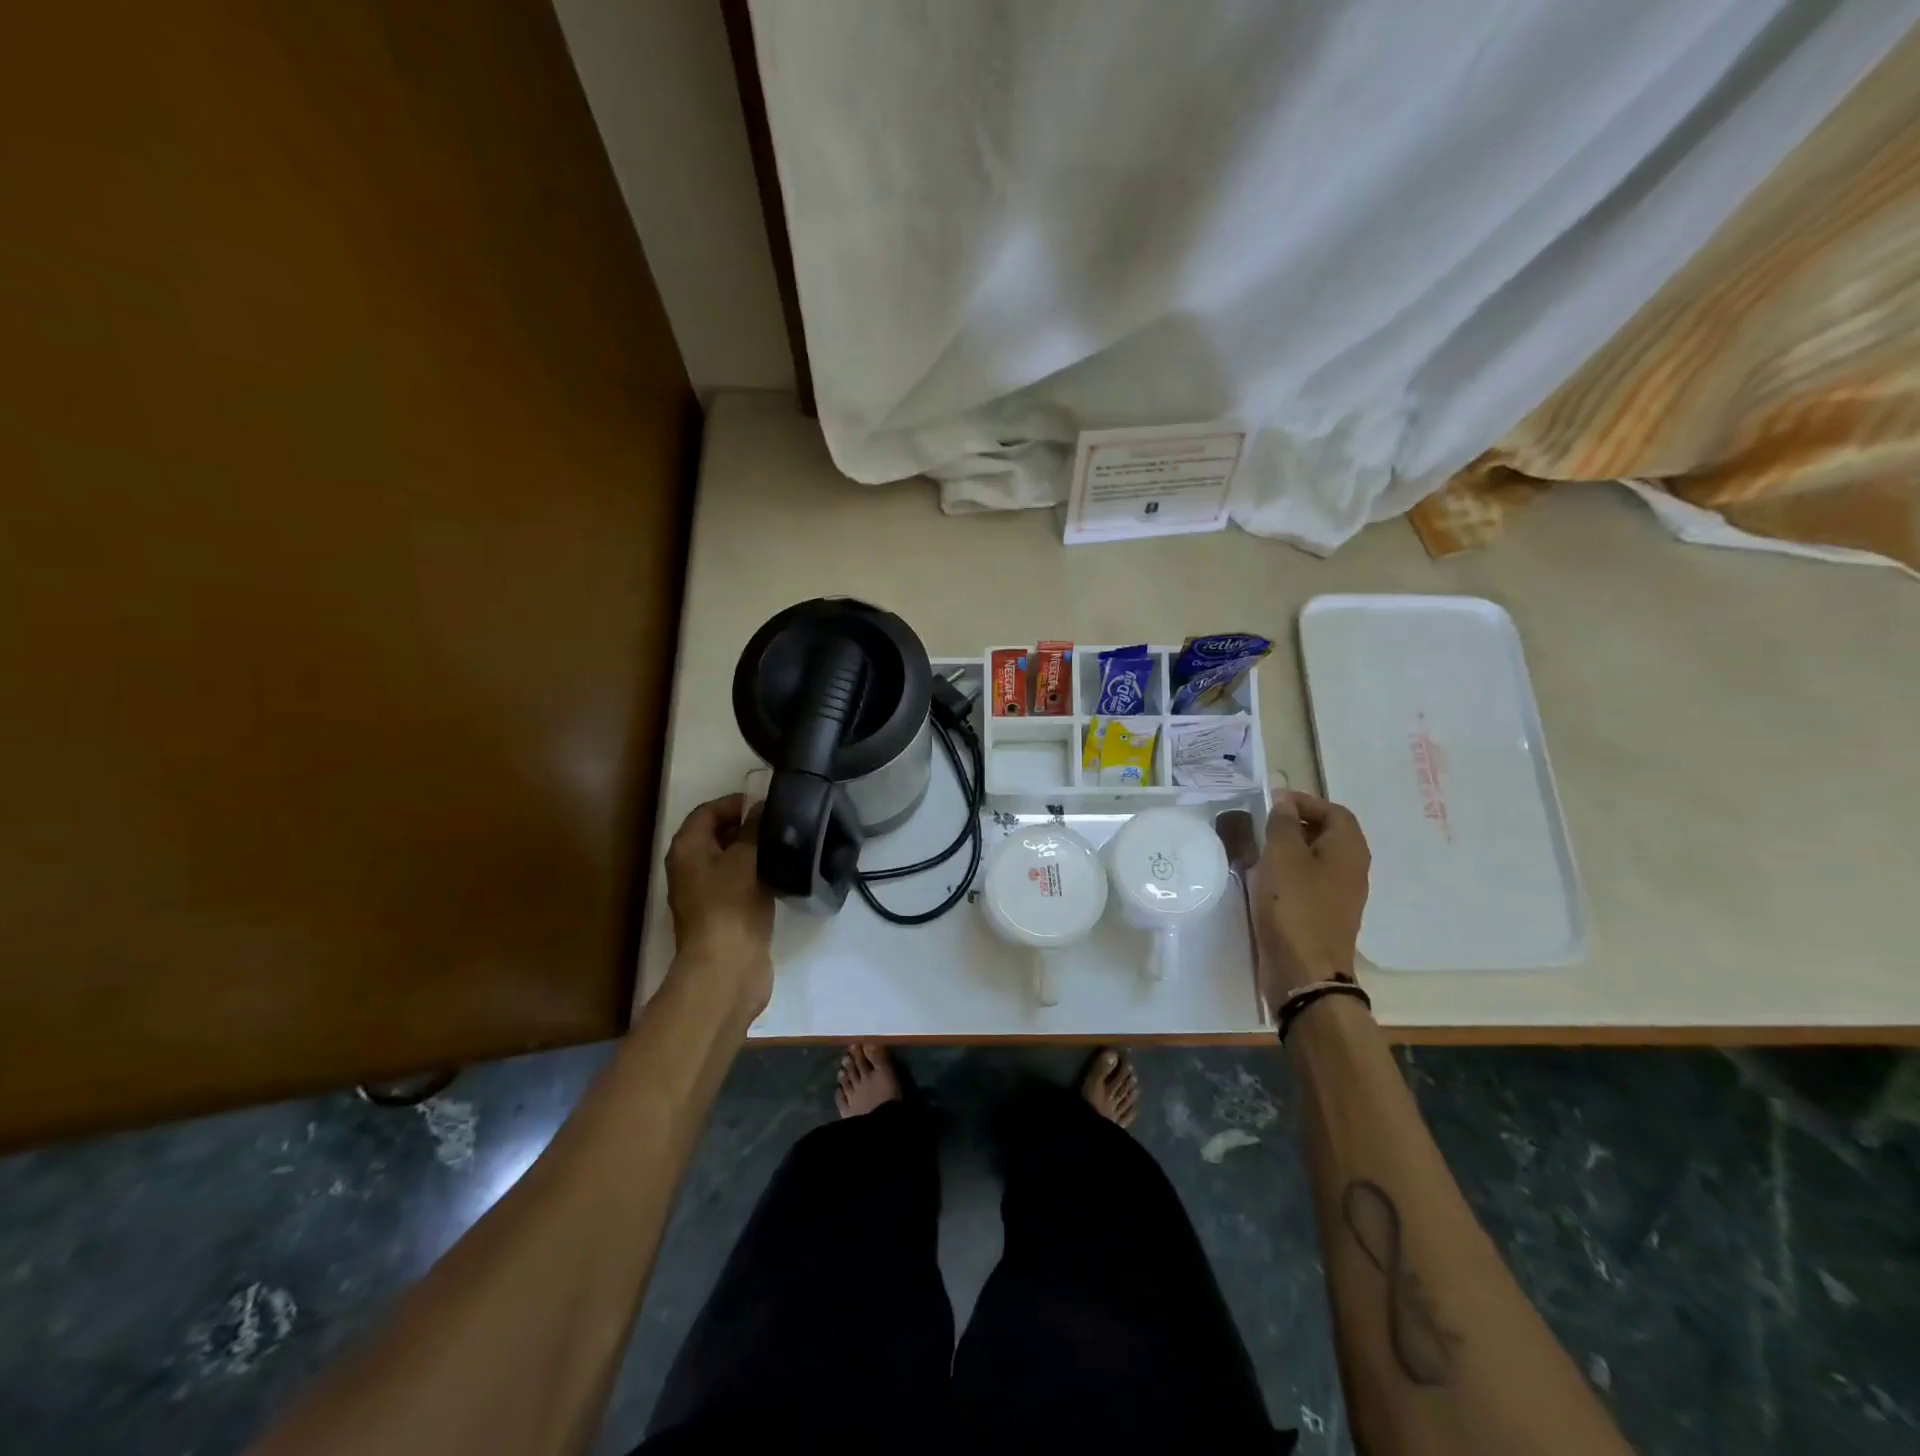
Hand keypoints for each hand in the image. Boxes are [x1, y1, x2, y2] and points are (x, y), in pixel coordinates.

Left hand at [665, 794, 774, 1023]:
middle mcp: (690, 868)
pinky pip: (740, 884)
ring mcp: (706, 894)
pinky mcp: (724, 914)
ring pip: (731, 861)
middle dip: (747, 826)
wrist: (727, 966)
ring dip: (754, 852)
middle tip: (781, 823)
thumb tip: (760, 807)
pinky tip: (782, 874)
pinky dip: (757, 876)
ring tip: (786, 845)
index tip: (768, 803)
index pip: (708, 811)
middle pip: (717, 835)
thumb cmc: (731, 904)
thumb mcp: (746, 857)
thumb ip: (753, 828)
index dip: (736, 803)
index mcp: (687, 849)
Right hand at [1252, 790, 1370, 1005]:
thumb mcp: (1282, 857)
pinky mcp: (1324, 916)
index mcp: (1349, 850)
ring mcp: (1340, 896)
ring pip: (1316, 860)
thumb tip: (1285, 802)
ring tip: (1257, 851)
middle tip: (1262, 825)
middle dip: (1296, 825)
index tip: (1272, 804)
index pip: (1335, 812)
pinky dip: (1288, 875)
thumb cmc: (1294, 907)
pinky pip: (1308, 884)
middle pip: (1328, 835)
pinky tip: (1263, 882)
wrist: (1304, 972)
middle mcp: (1352, 870)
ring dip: (1289, 851)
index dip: (1305, 802)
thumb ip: (1283, 824)